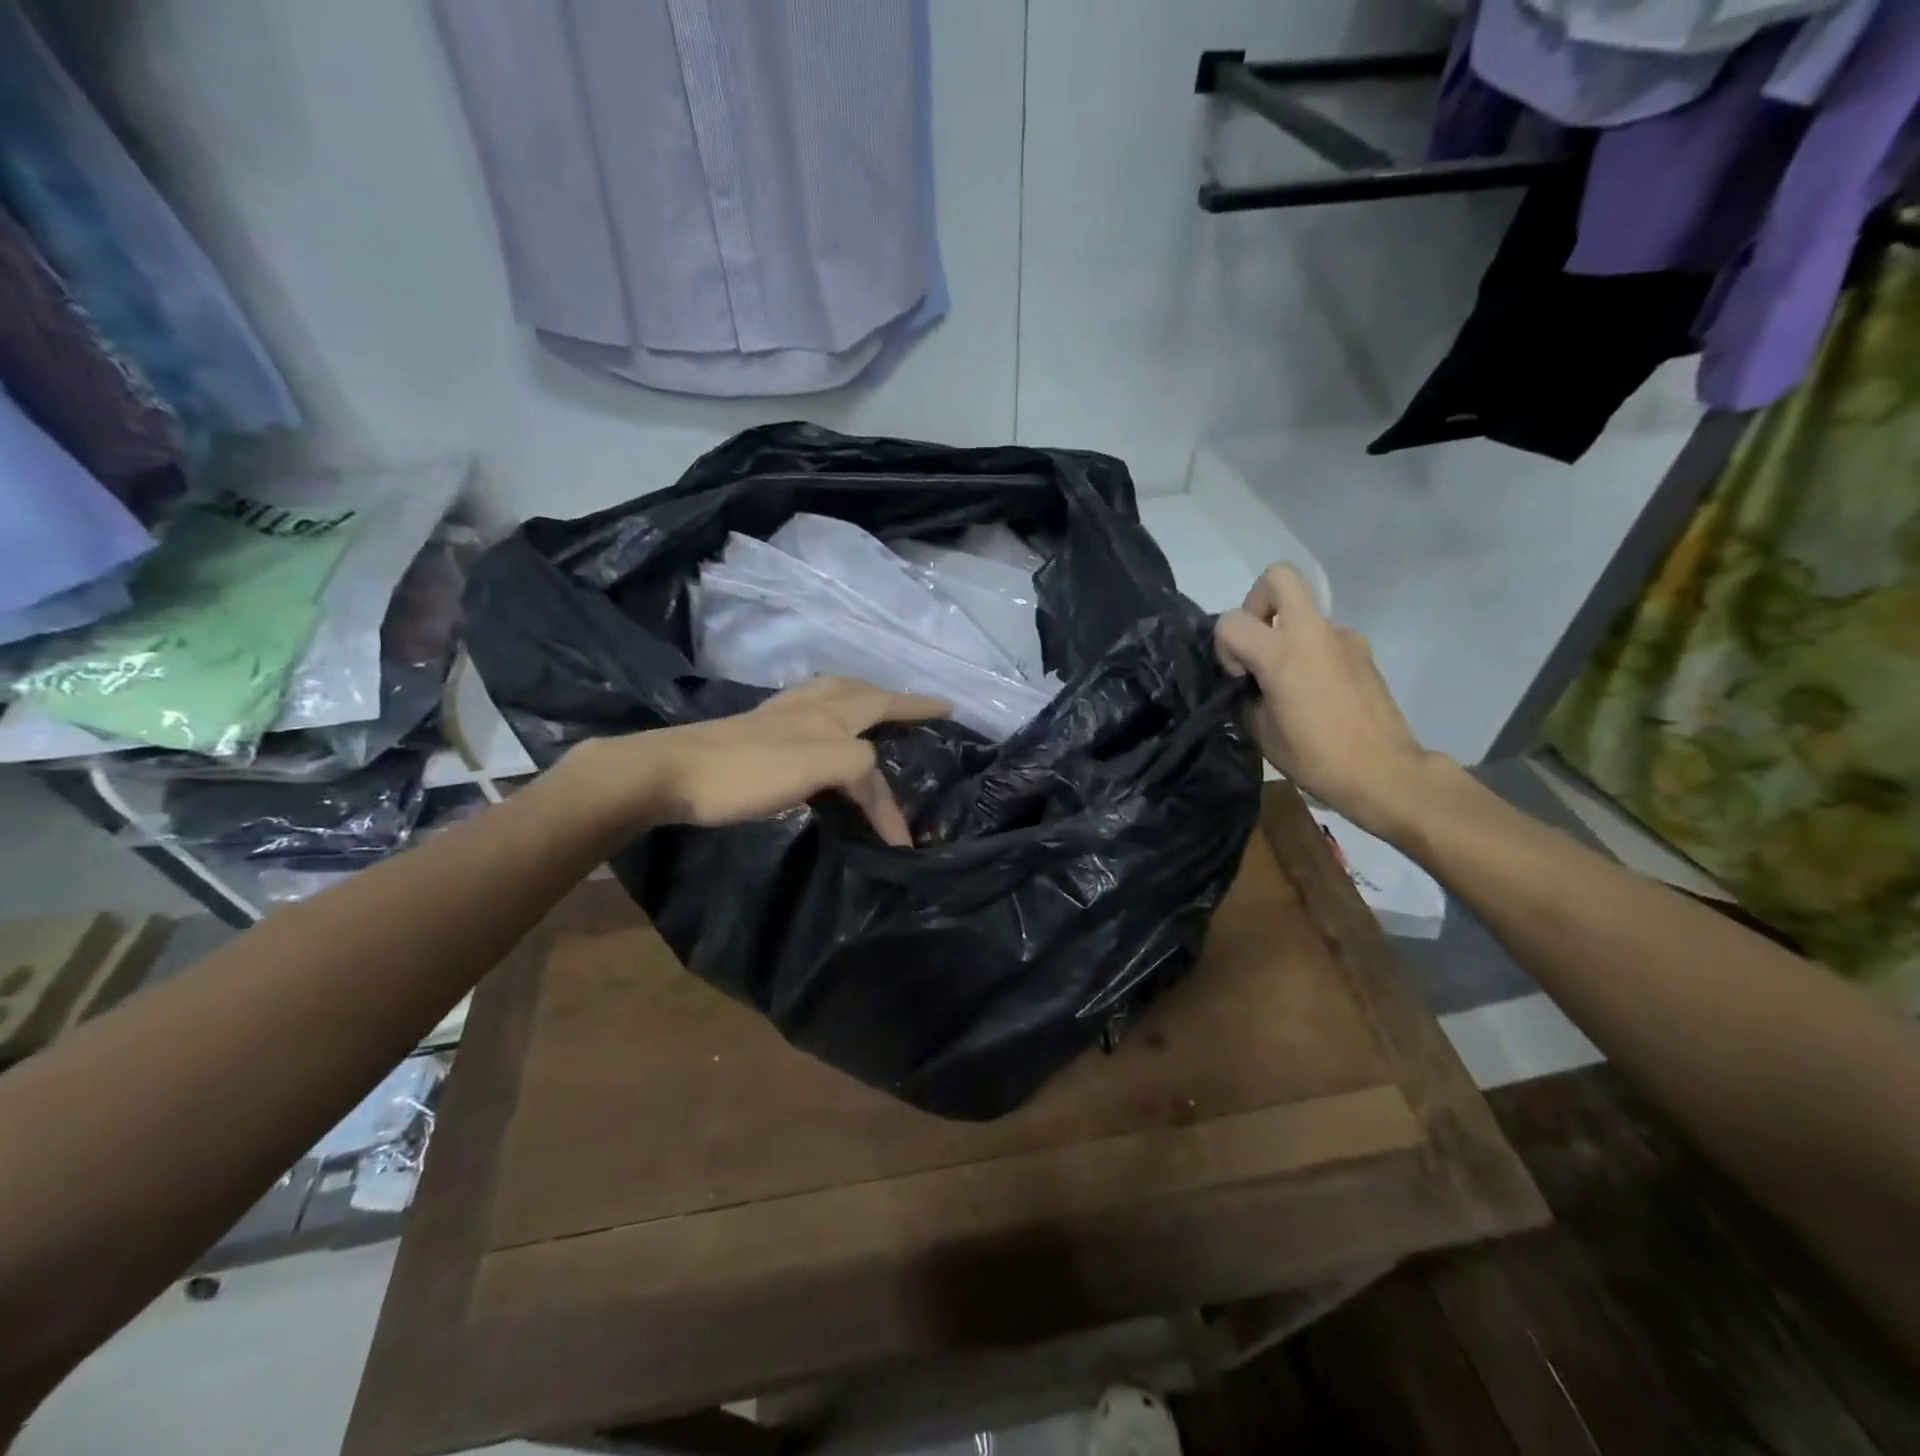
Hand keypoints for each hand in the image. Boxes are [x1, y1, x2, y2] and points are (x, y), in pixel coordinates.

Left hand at [568, 677, 948, 845]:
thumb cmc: (747, 772)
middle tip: (912, 707)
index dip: (918, 710)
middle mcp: (807, 706)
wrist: (669, 774)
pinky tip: (817, 731)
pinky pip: (809, 713)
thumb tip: (872, 776)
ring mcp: (778, 715)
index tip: (951, 708)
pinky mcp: (755, 731)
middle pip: (859, 690)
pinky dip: (830, 714)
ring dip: (860, 699)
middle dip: (891, 696)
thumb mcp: (818, 765)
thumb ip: (858, 764)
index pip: (885, 708)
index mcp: (829, 713)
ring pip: (831, 695)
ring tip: (872, 711)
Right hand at [1215, 565, 1448, 840]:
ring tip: (1289, 683)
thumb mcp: (1260, 731)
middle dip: (1258, 602)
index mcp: (1281, 653)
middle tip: (1257, 643)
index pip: (1231, 621)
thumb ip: (1244, 695)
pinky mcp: (1363, 652)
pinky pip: (1325, 638)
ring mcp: (1344, 638)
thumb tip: (1245, 683)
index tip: (1239, 678)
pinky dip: (1312, 654)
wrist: (1384, 772)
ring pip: (1304, 612)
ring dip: (1287, 635)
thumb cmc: (1314, 757)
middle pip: (1279, 577)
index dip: (1224, 646)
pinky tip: (1316, 694)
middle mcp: (1313, 632)